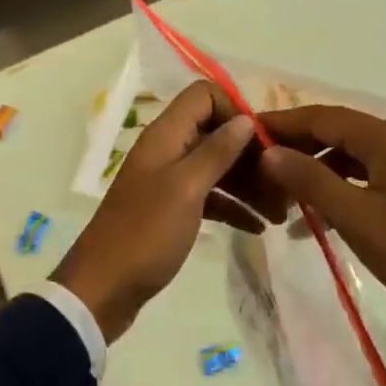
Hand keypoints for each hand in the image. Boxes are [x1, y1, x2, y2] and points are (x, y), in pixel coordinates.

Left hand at [51, 82, 284, 341]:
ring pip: (216, 167)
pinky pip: (210, 196)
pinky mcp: (172, 210)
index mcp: (166, 135)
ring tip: (280, 211)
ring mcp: (169, 180)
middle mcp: (168, 150)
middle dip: (250, 153)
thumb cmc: (146, 232)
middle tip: (283, 184)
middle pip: (215, 132)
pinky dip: (233, 206)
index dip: (235, 110)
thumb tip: (245, 119)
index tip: (263, 142)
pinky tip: (258, 227)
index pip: (204, 96)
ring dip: (248, 183)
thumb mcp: (186, 188)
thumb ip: (216, 151)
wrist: (103, 289)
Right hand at [257, 106, 385, 336]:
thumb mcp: (356, 218)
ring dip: (317, 171)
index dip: (282, 123)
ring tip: (282, 195)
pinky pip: (368, 174)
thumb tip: (269, 152)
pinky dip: (341, 187)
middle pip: (337, 132)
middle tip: (258, 164)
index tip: (247, 130)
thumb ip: (310, 180)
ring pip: (352, 155)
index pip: (322, 117)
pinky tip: (317, 215)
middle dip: (297, 147)